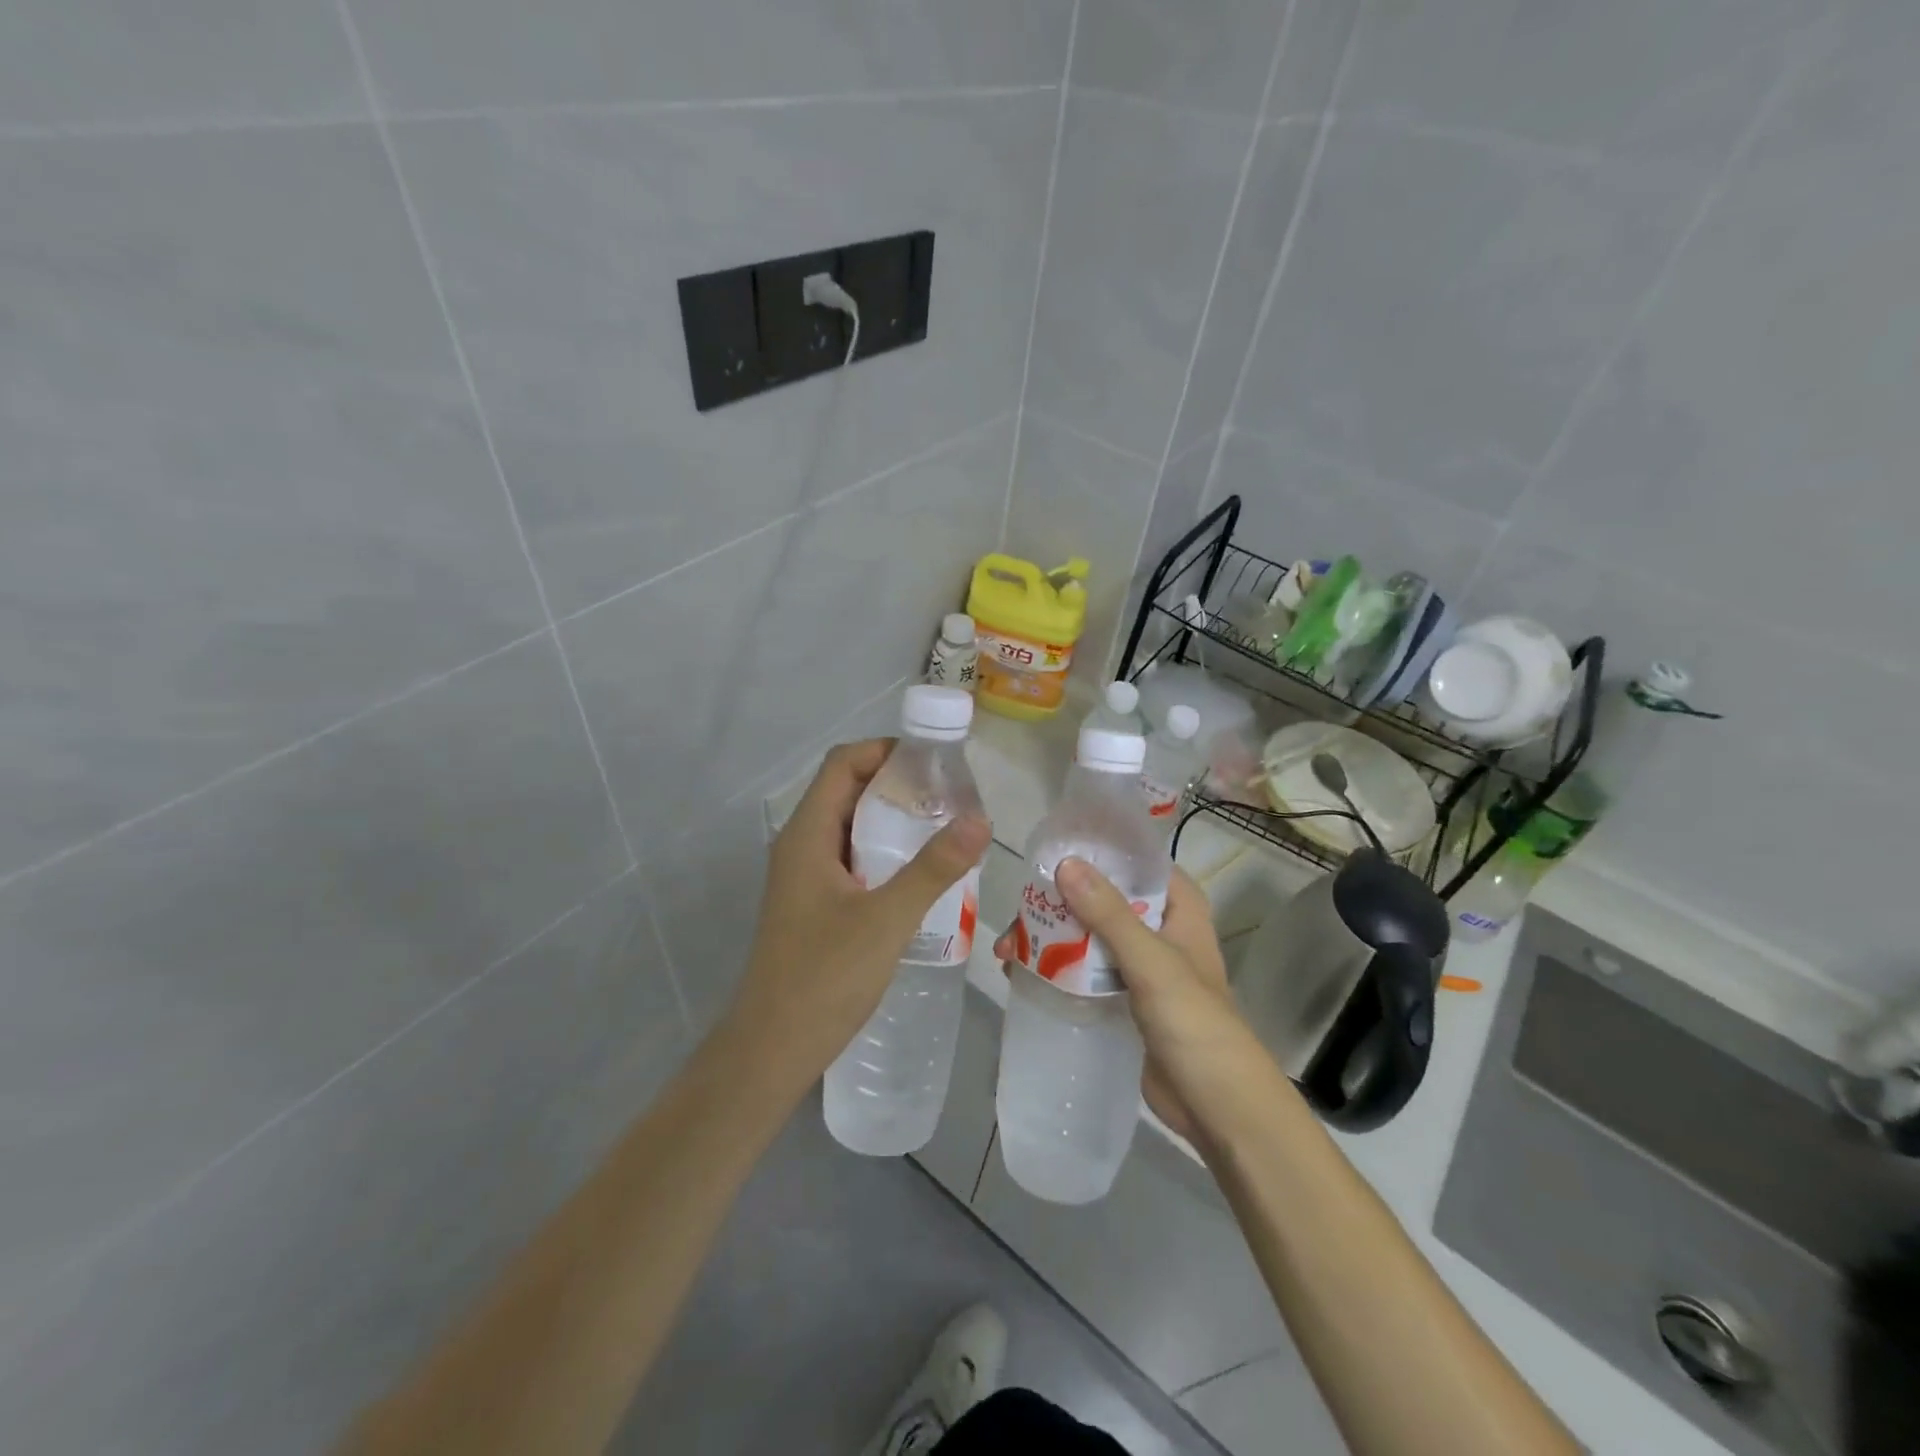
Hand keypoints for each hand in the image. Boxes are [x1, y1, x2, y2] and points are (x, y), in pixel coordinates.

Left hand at [727, 739, 991, 1092]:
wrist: (772, 1049)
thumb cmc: (824, 977)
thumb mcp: (887, 918)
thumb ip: (934, 868)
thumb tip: (980, 819)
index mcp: (806, 834)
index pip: (842, 764)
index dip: (884, 750)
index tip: (934, 760)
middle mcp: (800, 845)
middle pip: (847, 791)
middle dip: (896, 784)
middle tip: (950, 795)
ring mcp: (804, 876)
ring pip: (850, 827)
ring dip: (892, 820)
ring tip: (943, 828)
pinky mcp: (813, 904)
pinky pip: (851, 859)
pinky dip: (884, 852)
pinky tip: (919, 874)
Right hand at [995, 860, 1259, 1142]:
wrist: (1215, 1106)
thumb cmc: (1194, 1022)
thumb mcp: (1151, 961)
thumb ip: (1108, 913)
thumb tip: (1066, 864)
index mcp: (1178, 907)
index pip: (1135, 861)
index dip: (1095, 851)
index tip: (1049, 851)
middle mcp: (1158, 927)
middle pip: (1102, 898)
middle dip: (1057, 903)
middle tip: (1016, 913)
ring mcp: (1139, 964)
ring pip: (1087, 934)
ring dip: (1048, 937)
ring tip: (1007, 950)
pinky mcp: (1122, 996)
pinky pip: (1083, 969)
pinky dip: (1054, 967)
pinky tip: (1019, 972)